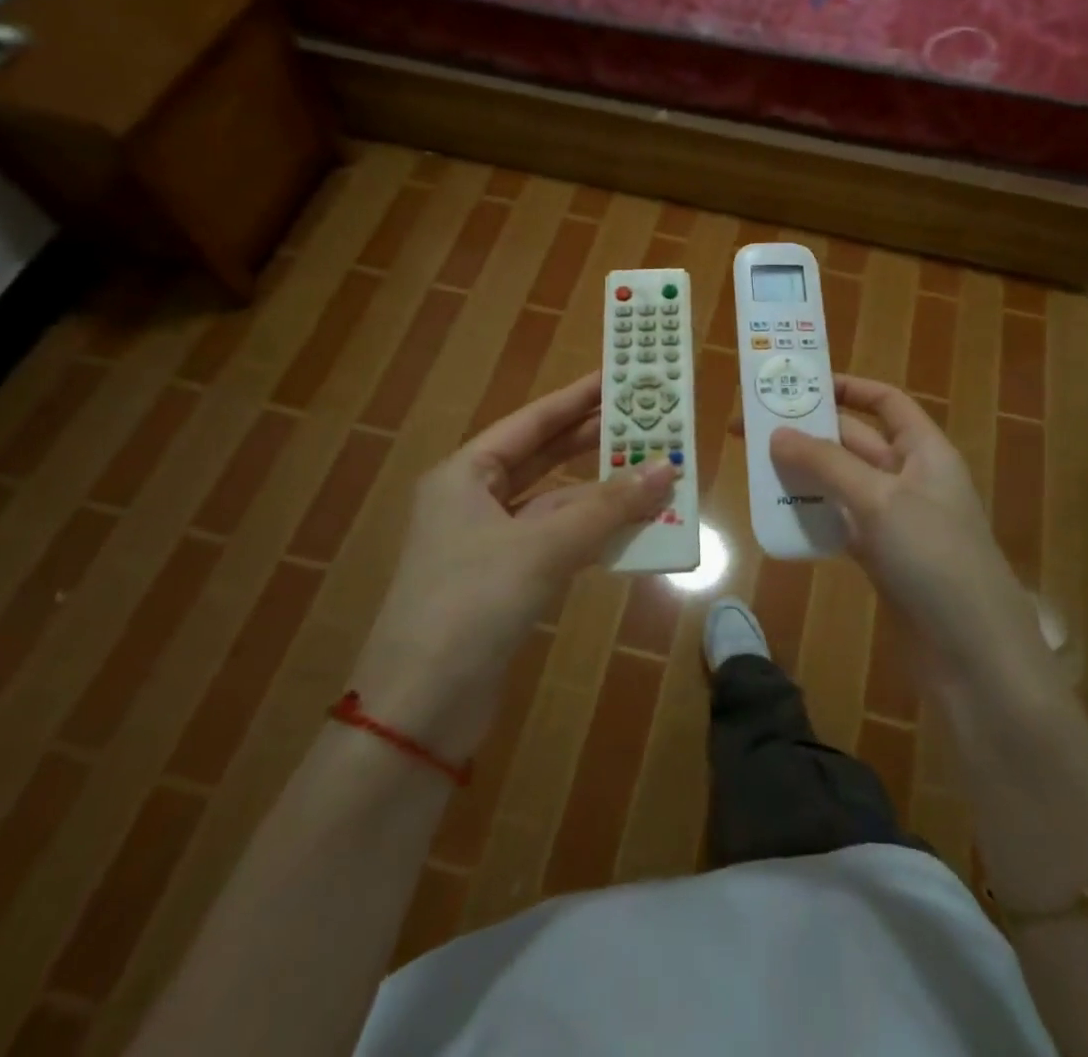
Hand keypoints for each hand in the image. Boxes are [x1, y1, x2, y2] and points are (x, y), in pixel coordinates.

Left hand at [354, 373, 676, 760]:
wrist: (420, 709)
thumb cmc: (471, 604)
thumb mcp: (543, 548)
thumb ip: (607, 507)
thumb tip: (667, 468)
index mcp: (465, 475)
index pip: (532, 422)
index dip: (577, 398)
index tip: (619, 377)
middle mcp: (473, 501)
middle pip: (544, 458)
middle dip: (593, 442)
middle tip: (646, 421)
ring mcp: (489, 544)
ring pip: (555, 503)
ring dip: (601, 494)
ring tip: (653, 473)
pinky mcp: (506, 581)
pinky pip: (558, 541)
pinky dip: (593, 533)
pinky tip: (632, 527)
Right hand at [768, 375, 1056, 701]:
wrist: (972, 653)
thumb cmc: (934, 558)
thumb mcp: (879, 500)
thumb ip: (826, 464)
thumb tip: (776, 434)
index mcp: (925, 451)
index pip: (886, 402)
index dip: (848, 387)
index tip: (799, 383)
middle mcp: (911, 478)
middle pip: (856, 441)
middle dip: (810, 431)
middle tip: (755, 427)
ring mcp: (896, 520)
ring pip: (843, 483)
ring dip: (806, 474)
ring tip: (756, 467)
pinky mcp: (882, 558)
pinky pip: (841, 522)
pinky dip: (814, 515)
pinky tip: (780, 515)